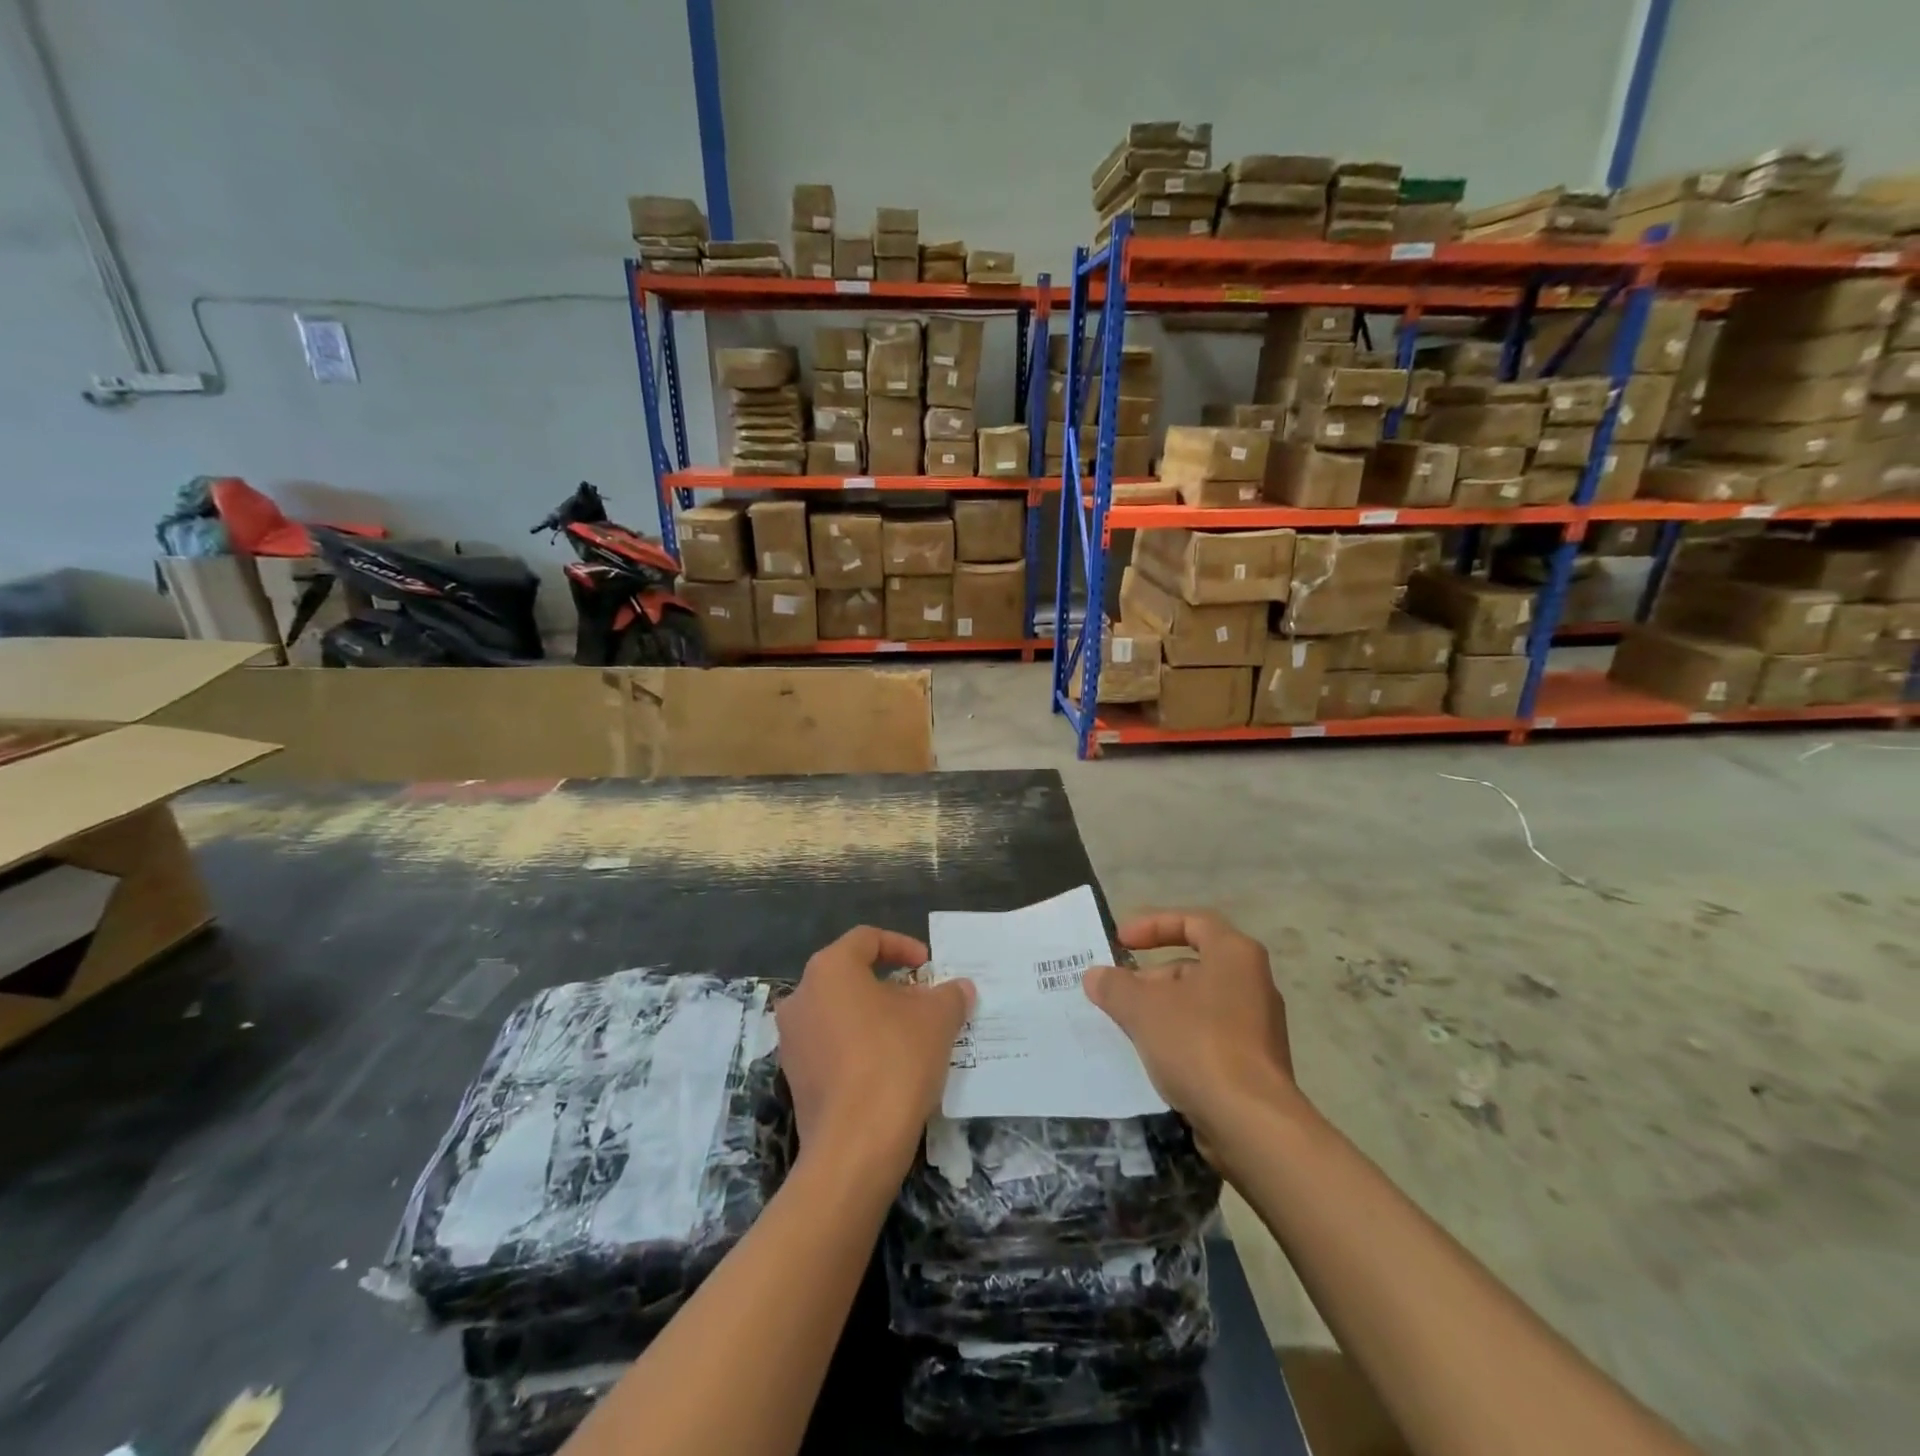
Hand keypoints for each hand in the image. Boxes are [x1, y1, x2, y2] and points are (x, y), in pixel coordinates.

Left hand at [776, 927, 974, 1177]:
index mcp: (829, 969)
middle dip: (891, 985)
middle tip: (924, 1001)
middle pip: (851, 976)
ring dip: (875, 1017)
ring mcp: (792, 1040)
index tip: (928, 966)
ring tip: (912, 1035)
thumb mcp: (937, 1019)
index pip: (867, 939)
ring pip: (840, 1012)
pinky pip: (832, 1046)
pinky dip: (859, 1046)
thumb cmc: (895, 1061)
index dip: (902, 946)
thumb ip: (949, 995)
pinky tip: (890, 1067)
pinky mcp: (795, 1078)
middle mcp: (801, 996)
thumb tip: (959, 988)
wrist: (855, 1146)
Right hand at [1083, 910, 1299, 1146]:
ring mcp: (1257, 1026)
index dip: (1152, 925)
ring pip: (1198, 1003)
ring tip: (1126, 1027)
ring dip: (1160, 1010)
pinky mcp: (1254, 1064)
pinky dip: (1178, 1038)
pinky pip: (1207, 1036)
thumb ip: (1114, 986)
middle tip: (1116, 993)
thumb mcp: (1143, 1008)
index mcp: (1234, 955)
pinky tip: (1152, 1058)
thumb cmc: (1198, 1045)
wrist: (1252, 1124)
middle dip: (1149, 977)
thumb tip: (1095, 976)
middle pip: (1192, 965)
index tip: (1120, 941)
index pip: (1192, 922)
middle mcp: (1252, 982)